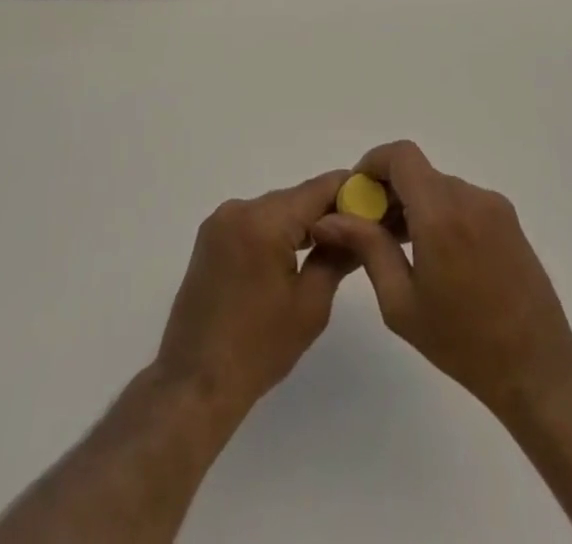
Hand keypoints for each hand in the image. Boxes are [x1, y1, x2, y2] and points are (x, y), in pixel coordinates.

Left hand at [153, 170, 360, 427]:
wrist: (195, 383)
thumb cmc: (258, 349)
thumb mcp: (311, 304)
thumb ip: (337, 256)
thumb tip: (361, 228)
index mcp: (263, 221)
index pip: (317, 189)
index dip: (349, 191)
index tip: (376, 201)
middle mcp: (239, 208)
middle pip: (295, 197)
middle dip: (327, 210)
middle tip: (360, 229)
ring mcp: (220, 221)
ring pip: (275, 209)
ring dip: (301, 223)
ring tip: (333, 245)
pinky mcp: (211, 237)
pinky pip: (255, 222)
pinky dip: (277, 232)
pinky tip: (295, 255)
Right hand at [309, 140, 571, 415]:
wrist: (537, 369)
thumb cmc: (462, 343)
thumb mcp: (401, 302)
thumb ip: (367, 248)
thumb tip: (329, 218)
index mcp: (440, 213)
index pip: (401, 155)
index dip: (373, 163)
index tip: (357, 195)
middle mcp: (469, 197)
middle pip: (418, 172)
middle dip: (389, 191)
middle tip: (372, 230)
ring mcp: (493, 205)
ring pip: (439, 186)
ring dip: (415, 204)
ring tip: (402, 249)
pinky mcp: (508, 218)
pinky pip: (461, 200)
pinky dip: (440, 212)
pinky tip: (436, 255)